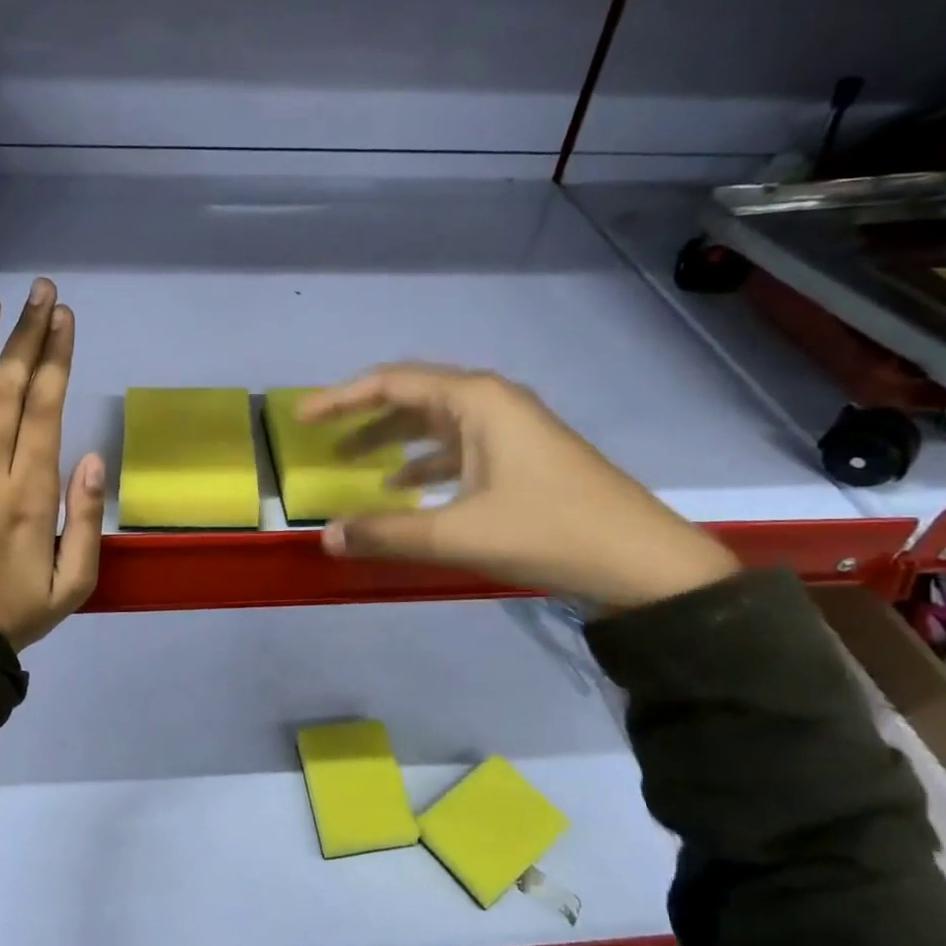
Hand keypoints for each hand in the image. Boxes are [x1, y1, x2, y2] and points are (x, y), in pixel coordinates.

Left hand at [0, 278, 104, 650]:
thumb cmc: (19, 610)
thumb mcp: (77, 582)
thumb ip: (86, 520)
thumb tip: (92, 458)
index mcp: (33, 496)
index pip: (47, 411)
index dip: (57, 359)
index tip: (64, 318)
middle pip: (10, 392)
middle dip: (27, 337)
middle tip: (39, 291)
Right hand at [298, 364, 739, 610]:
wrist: (644, 561)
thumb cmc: (548, 531)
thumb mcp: (458, 534)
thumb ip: (386, 533)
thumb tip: (327, 536)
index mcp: (476, 400)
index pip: (392, 383)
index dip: (340, 399)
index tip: (302, 419)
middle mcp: (491, 402)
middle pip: (412, 397)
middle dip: (363, 417)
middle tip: (321, 439)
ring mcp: (510, 428)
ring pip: (435, 424)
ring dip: (392, 440)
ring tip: (351, 463)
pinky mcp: (521, 455)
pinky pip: (457, 448)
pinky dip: (424, 464)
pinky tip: (405, 490)